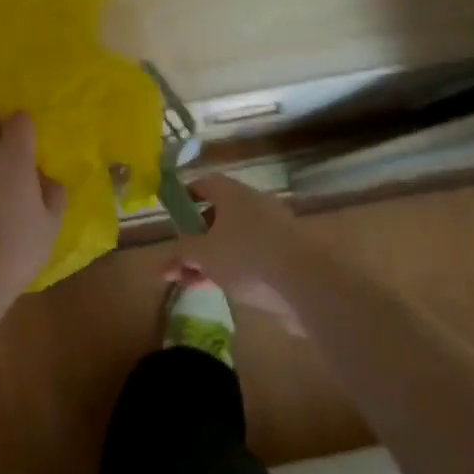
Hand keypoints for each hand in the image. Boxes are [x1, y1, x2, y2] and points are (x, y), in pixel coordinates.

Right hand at [166, 174, 312, 331]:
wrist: (308, 284)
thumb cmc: (246, 257)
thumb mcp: (203, 254)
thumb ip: (180, 254)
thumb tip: (165, 261)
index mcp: (233, 194)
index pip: (204, 184)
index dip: (185, 197)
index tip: (171, 216)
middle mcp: (254, 205)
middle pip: (218, 215)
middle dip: (194, 239)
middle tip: (178, 260)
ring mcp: (273, 230)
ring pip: (233, 240)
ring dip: (210, 259)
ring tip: (190, 283)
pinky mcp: (286, 256)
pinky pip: (251, 256)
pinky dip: (232, 268)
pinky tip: (218, 289)